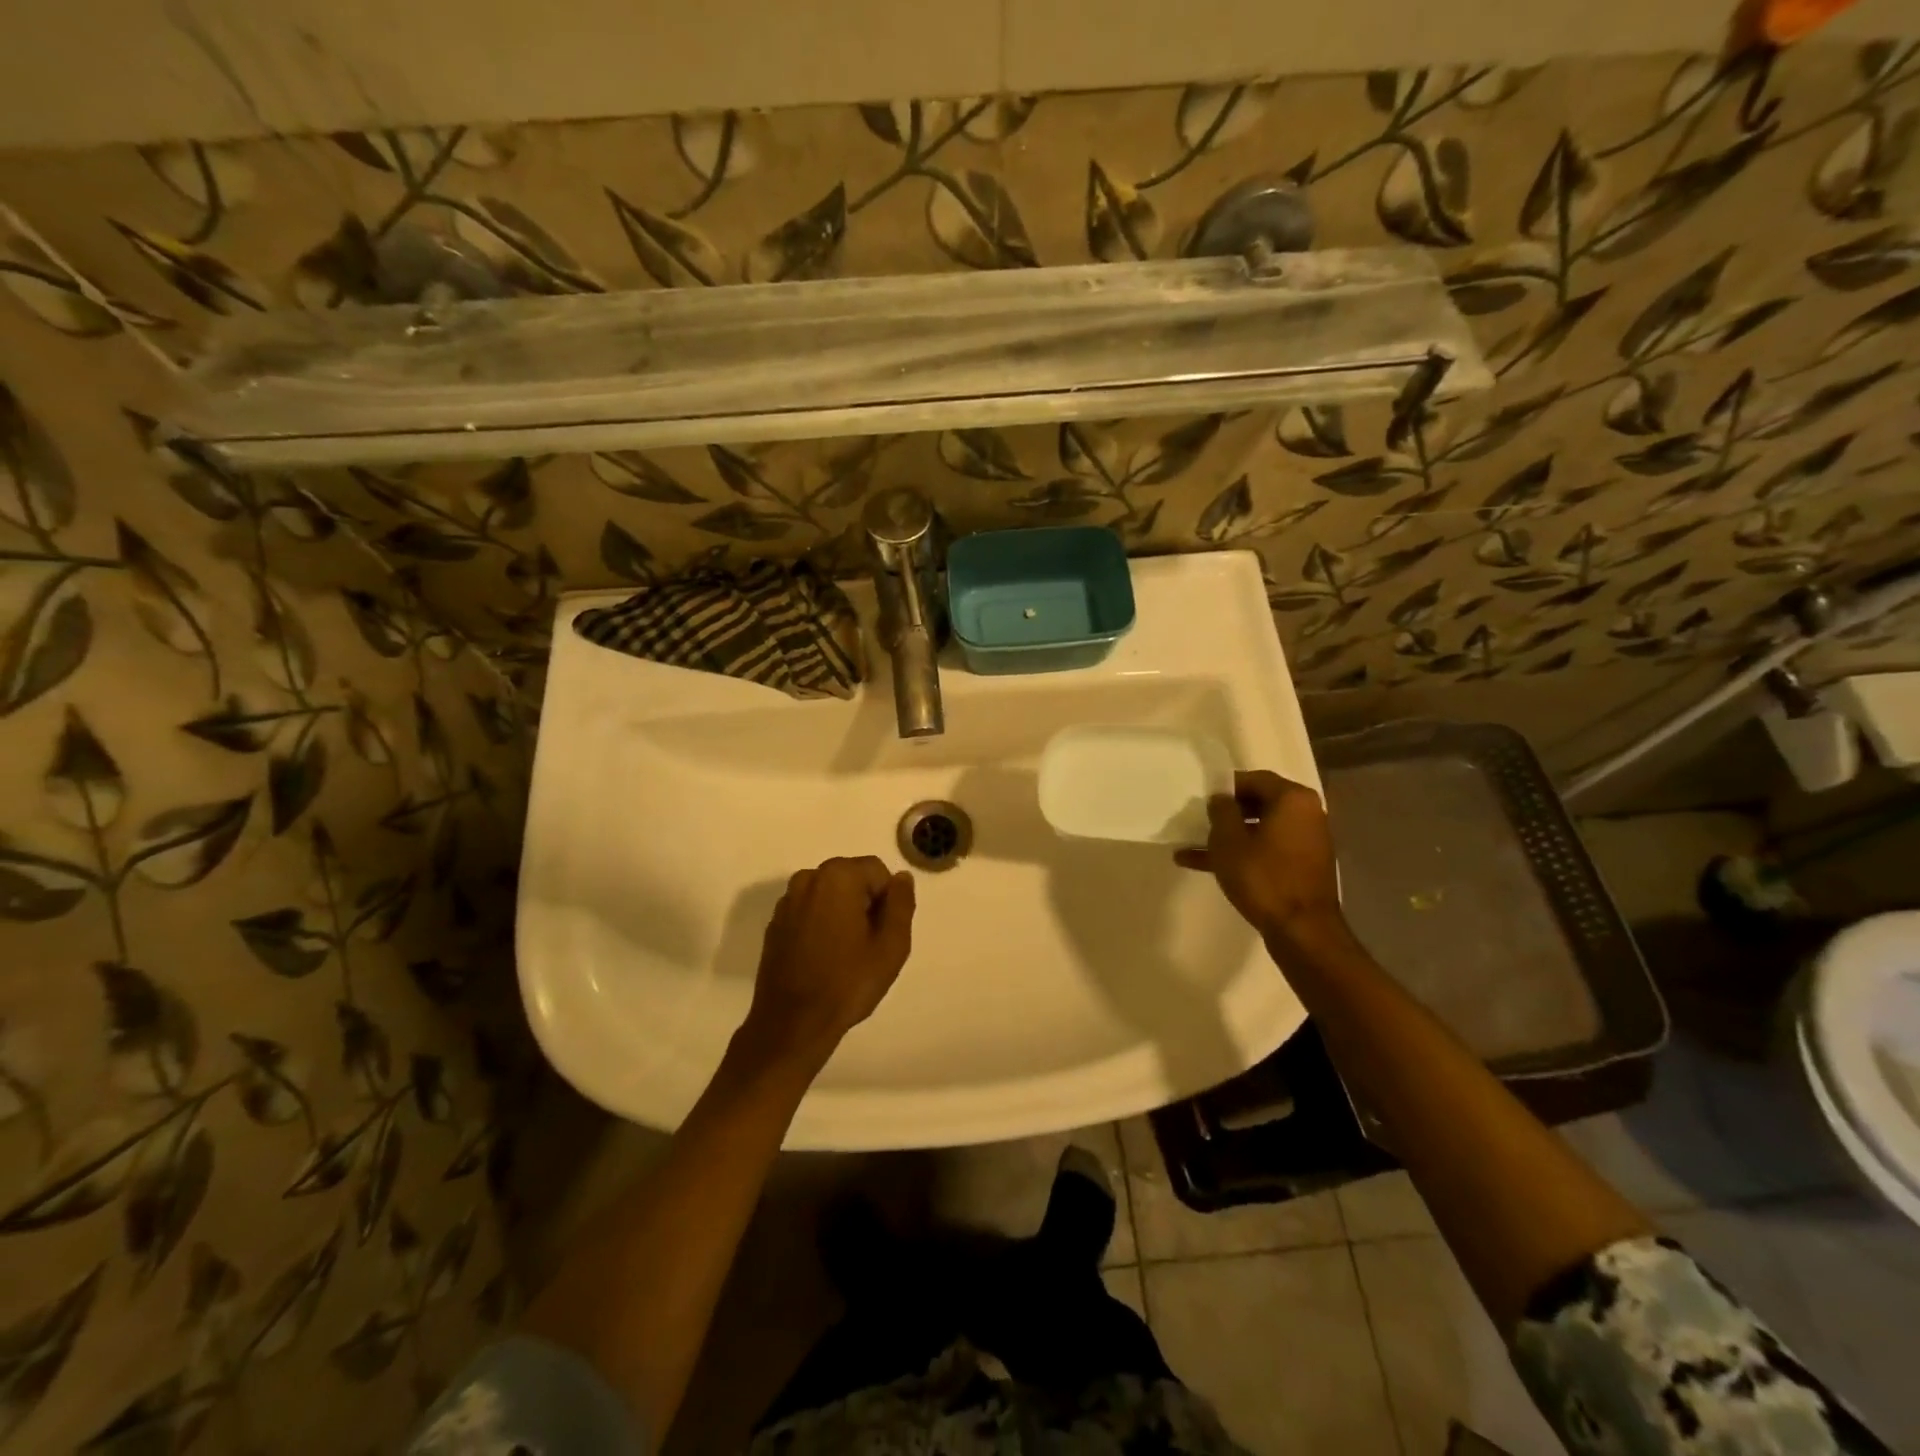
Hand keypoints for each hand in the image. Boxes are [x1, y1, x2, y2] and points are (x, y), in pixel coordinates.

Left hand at [739, 856, 915, 1070]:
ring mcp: (787, 901)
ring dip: (842, 914)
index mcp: (837, 876)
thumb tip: (901, 878)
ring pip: (830, 895)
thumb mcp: (892, 945)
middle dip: (864, 904)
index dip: (887, 901)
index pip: (877, 871)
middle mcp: (808, 878)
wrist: (792, 1023)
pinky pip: (809, 911)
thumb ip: (902, 903)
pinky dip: (820, 925)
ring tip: (845, 954)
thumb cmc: (847, 982)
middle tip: (868, 946)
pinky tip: (823, 958)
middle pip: (852, 879)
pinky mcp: (775, 923)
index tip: (883, 934)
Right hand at [1174, 771, 1350, 948]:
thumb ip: (1221, 811)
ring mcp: (1307, 842)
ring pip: (1259, 830)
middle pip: (1258, 804)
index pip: (1254, 779)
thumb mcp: (1229, 840)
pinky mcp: (1302, 866)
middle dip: (1225, 814)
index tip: (1201, 800)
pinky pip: (1267, 850)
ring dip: (1228, 838)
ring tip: (1191, 847)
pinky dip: (1242, 854)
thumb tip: (1221, 799)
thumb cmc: (1263, 877)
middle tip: (1198, 822)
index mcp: (1293, 799)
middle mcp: (1307, 814)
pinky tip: (1205, 866)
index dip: (1225, 787)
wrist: (1302, 930)